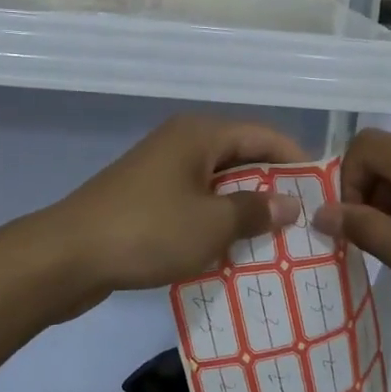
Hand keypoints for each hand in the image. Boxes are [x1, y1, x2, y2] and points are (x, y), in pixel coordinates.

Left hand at [47, 115, 306, 296]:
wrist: (66, 256)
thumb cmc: (147, 231)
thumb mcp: (211, 224)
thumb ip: (255, 210)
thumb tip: (290, 203)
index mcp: (200, 135)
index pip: (264, 136)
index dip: (296, 160)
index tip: (324, 191)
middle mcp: (182, 144)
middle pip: (241, 159)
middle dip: (273, 189)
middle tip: (305, 223)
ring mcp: (161, 172)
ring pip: (217, 186)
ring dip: (244, 211)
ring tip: (278, 242)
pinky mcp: (146, 200)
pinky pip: (194, 205)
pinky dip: (215, 224)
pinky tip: (233, 252)